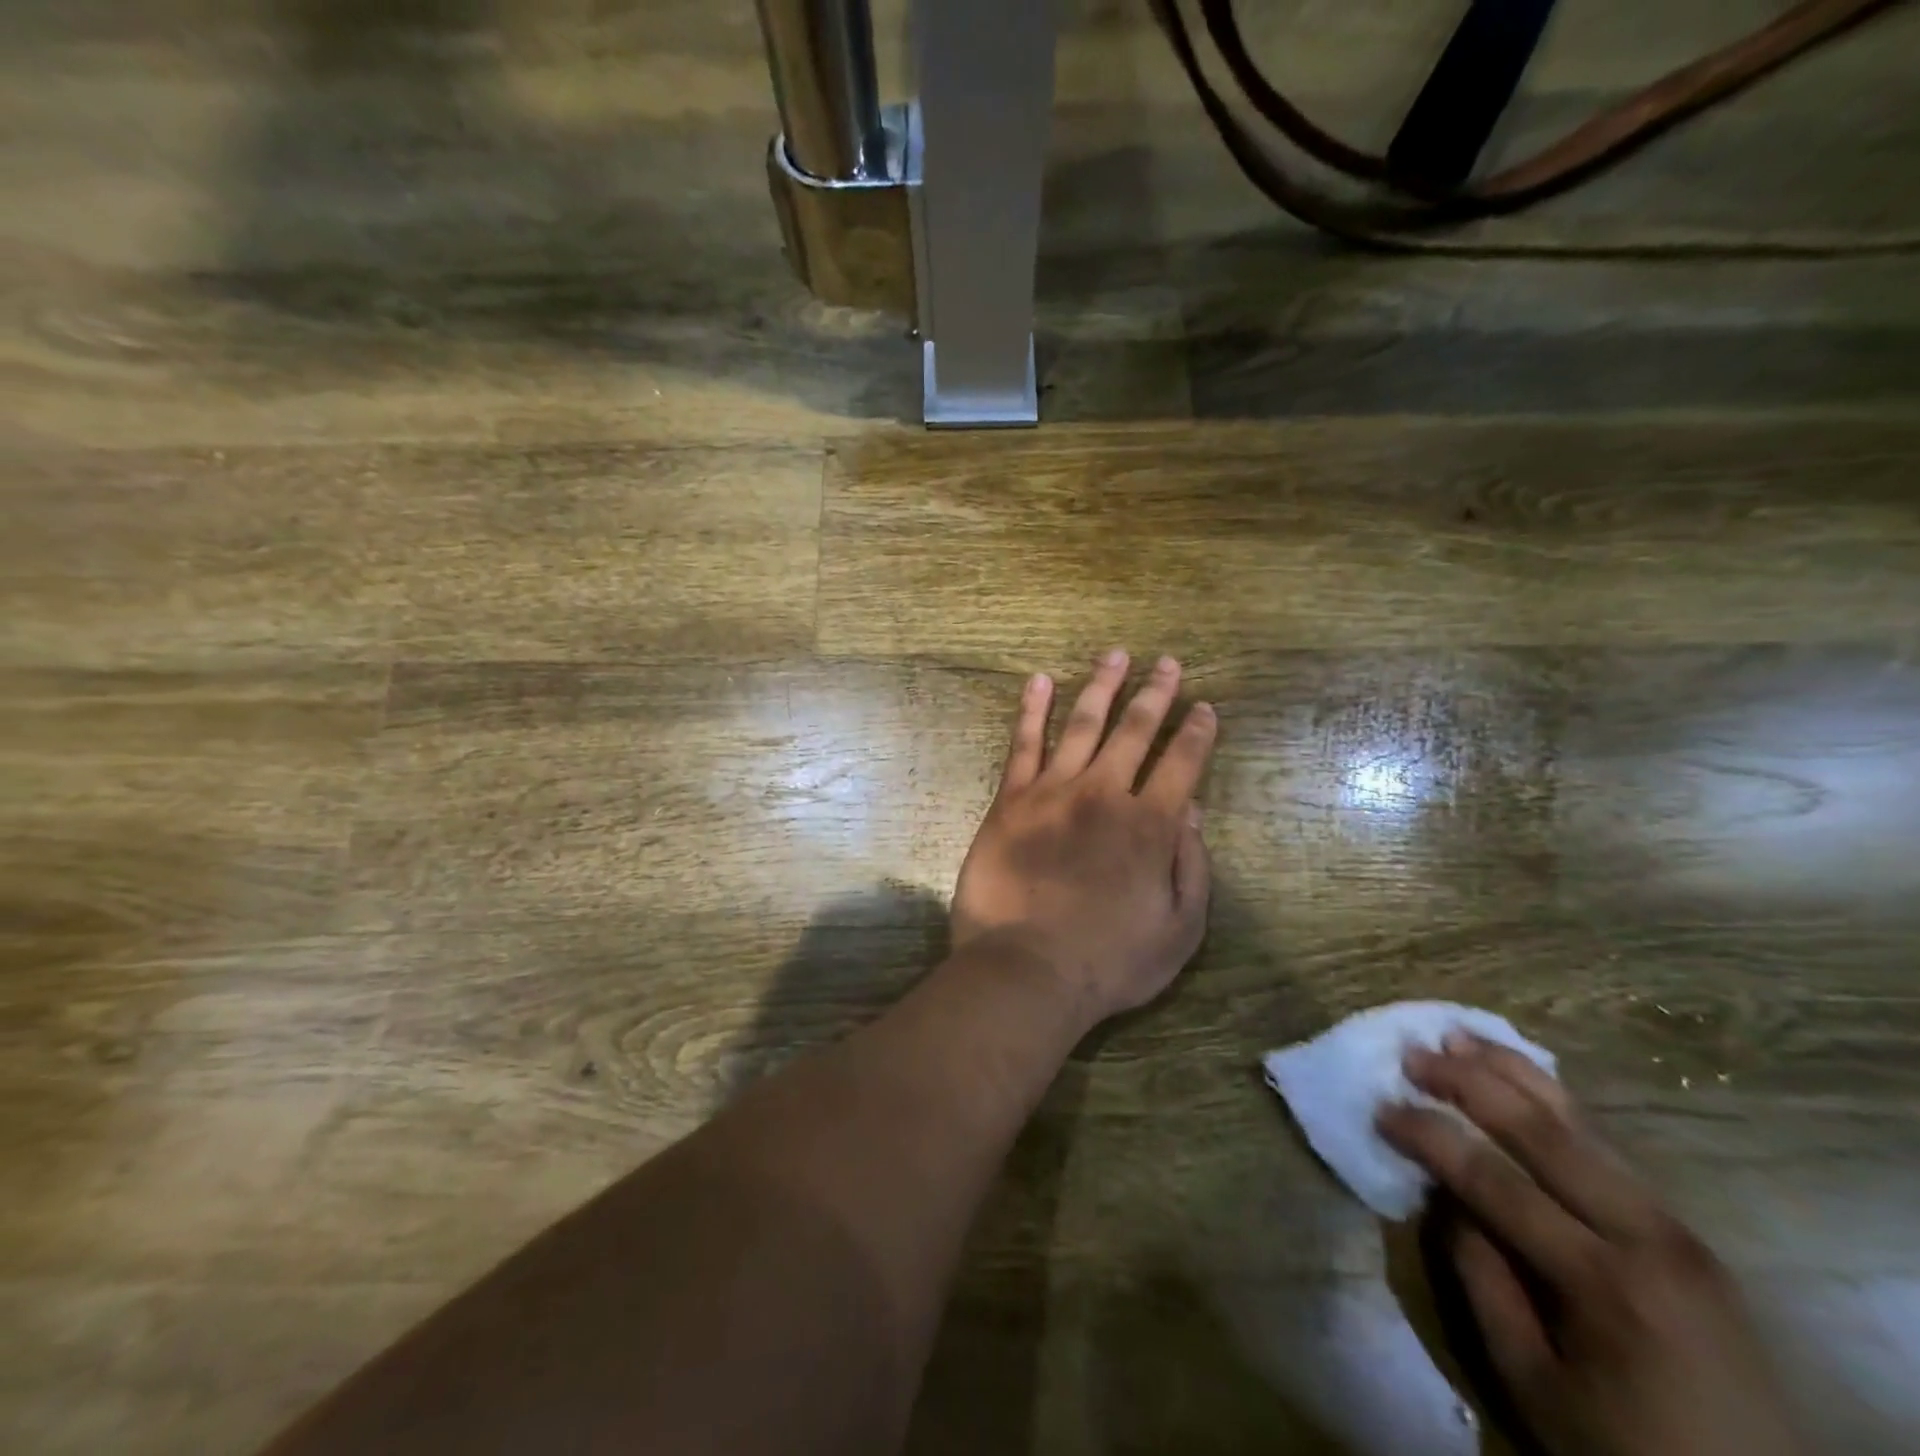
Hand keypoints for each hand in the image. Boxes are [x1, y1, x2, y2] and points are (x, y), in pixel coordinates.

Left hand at [951, 650, 1216, 1023]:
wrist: (1025, 970)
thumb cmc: (1108, 962)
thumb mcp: (1178, 931)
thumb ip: (1192, 868)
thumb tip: (1193, 814)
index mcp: (1150, 825)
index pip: (1183, 763)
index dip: (1197, 732)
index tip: (1204, 708)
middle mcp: (1105, 794)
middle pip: (1136, 730)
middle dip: (1156, 693)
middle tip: (1167, 663)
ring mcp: (1053, 791)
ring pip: (1083, 723)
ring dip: (1103, 685)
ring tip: (1116, 655)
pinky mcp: (1011, 799)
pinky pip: (1023, 743)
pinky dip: (1033, 708)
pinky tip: (1039, 681)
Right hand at [1379, 1036, 1802, 1455]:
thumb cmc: (1625, 1447)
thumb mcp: (1532, 1381)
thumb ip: (1482, 1279)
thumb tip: (1446, 1196)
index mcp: (1604, 1281)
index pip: (1494, 1180)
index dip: (1429, 1136)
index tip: (1380, 1109)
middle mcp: (1647, 1236)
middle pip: (1541, 1132)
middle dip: (1468, 1083)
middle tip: (1412, 1054)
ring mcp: (1674, 1225)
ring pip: (1580, 1123)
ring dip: (1511, 1073)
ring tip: (1458, 1036)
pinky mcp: (1682, 1228)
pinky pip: (1605, 1144)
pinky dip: (1551, 1100)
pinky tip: (1518, 1075)